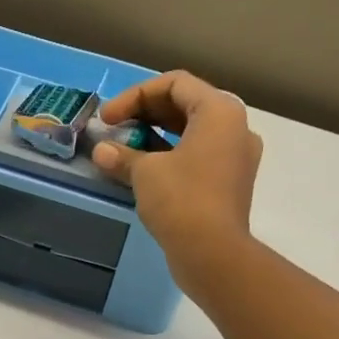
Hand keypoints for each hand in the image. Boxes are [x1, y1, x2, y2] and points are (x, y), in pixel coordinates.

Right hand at [92, 71, 262, 272]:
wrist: (213, 254)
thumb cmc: (181, 200)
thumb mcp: (145, 173)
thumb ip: (122, 155)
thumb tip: (101, 152)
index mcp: (219, 111)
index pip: (174, 83)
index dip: (134, 96)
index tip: (107, 118)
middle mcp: (235, 127)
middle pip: (185, 106)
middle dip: (145, 115)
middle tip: (114, 131)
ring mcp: (237, 158)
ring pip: (192, 134)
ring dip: (157, 138)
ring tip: (126, 151)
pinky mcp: (231, 185)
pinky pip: (199, 158)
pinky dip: (172, 159)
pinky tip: (146, 173)